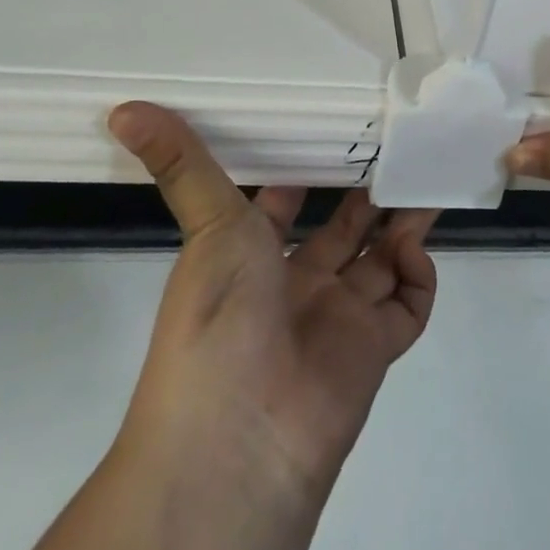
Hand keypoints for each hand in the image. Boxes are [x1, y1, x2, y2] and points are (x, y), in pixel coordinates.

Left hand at [110, 101, 438, 502]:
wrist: (238, 440)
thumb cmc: (218, 315)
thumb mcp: (208, 224)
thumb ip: (182, 163)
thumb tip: (121, 109)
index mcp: (255, 257)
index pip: (288, 204)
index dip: (310, 171)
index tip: (342, 130)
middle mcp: (298, 285)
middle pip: (345, 228)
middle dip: (371, 191)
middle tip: (401, 146)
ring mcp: (338, 318)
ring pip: (382, 259)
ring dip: (405, 221)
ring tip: (427, 175)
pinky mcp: (374, 350)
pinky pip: (409, 304)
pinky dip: (419, 275)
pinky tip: (410, 249)